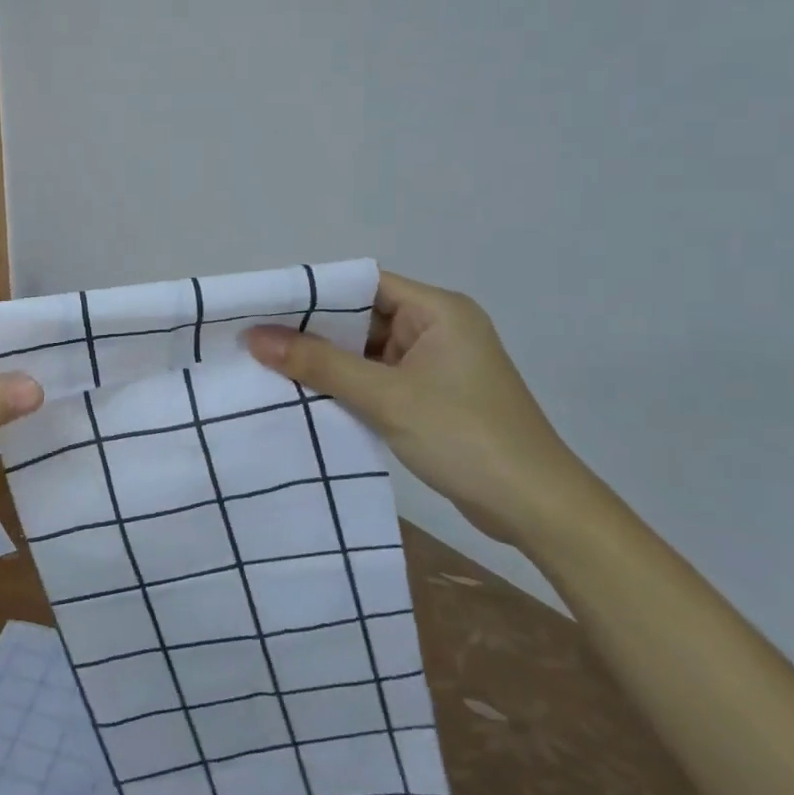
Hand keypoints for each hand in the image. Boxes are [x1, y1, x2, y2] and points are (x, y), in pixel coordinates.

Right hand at [244, 271, 593, 545]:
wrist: (538, 511)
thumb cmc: (465, 437)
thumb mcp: (385, 396)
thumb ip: (318, 363)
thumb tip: (255, 337)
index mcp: (438, 310)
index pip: (364, 284)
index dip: (316, 293)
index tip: (267, 306)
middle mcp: (438, 328)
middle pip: (363, 316)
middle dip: (315, 330)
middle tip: (258, 338)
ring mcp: (436, 364)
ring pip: (368, 350)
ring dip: (328, 361)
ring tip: (271, 365)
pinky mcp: (432, 396)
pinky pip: (379, 377)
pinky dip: (348, 384)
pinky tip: (307, 394)